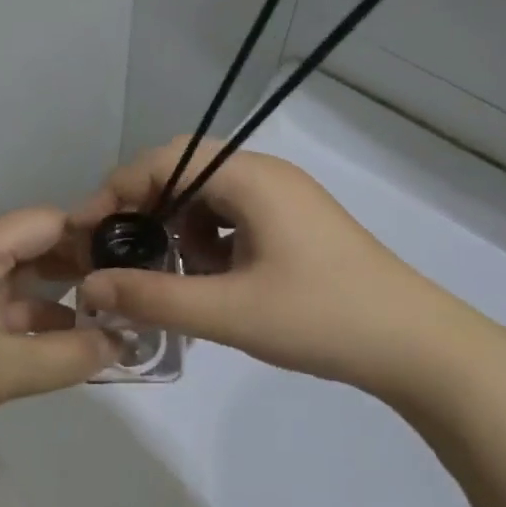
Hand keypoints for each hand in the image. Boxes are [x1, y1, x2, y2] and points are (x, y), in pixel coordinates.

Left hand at [0, 208, 116, 469]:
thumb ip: (68, 356)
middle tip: (131, 288)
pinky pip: (11, 314)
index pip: (44, 222)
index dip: (89, 233)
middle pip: (36, 249)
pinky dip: (42, 326)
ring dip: (65, 300)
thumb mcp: (2, 368)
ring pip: (26, 285)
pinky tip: (75, 345)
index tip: (133, 255)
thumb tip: (124, 344)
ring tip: (115, 317)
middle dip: (81, 267)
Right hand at [71, 139, 499, 403]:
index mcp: (251, 178)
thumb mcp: (228, 311)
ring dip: (179, 228)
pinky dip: (209, 241)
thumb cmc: (321, 318)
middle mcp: (266, 175)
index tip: (88, 229)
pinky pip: (234, 217)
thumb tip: (90, 285)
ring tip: (171, 274)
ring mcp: (285, 199)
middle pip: (186, 173)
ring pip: (209, 197)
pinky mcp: (295, 225)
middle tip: (119, 250)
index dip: (119, 188)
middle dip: (146, 209)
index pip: (166, 159)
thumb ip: (153, 296)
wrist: (416, 346)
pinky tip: (211, 281)